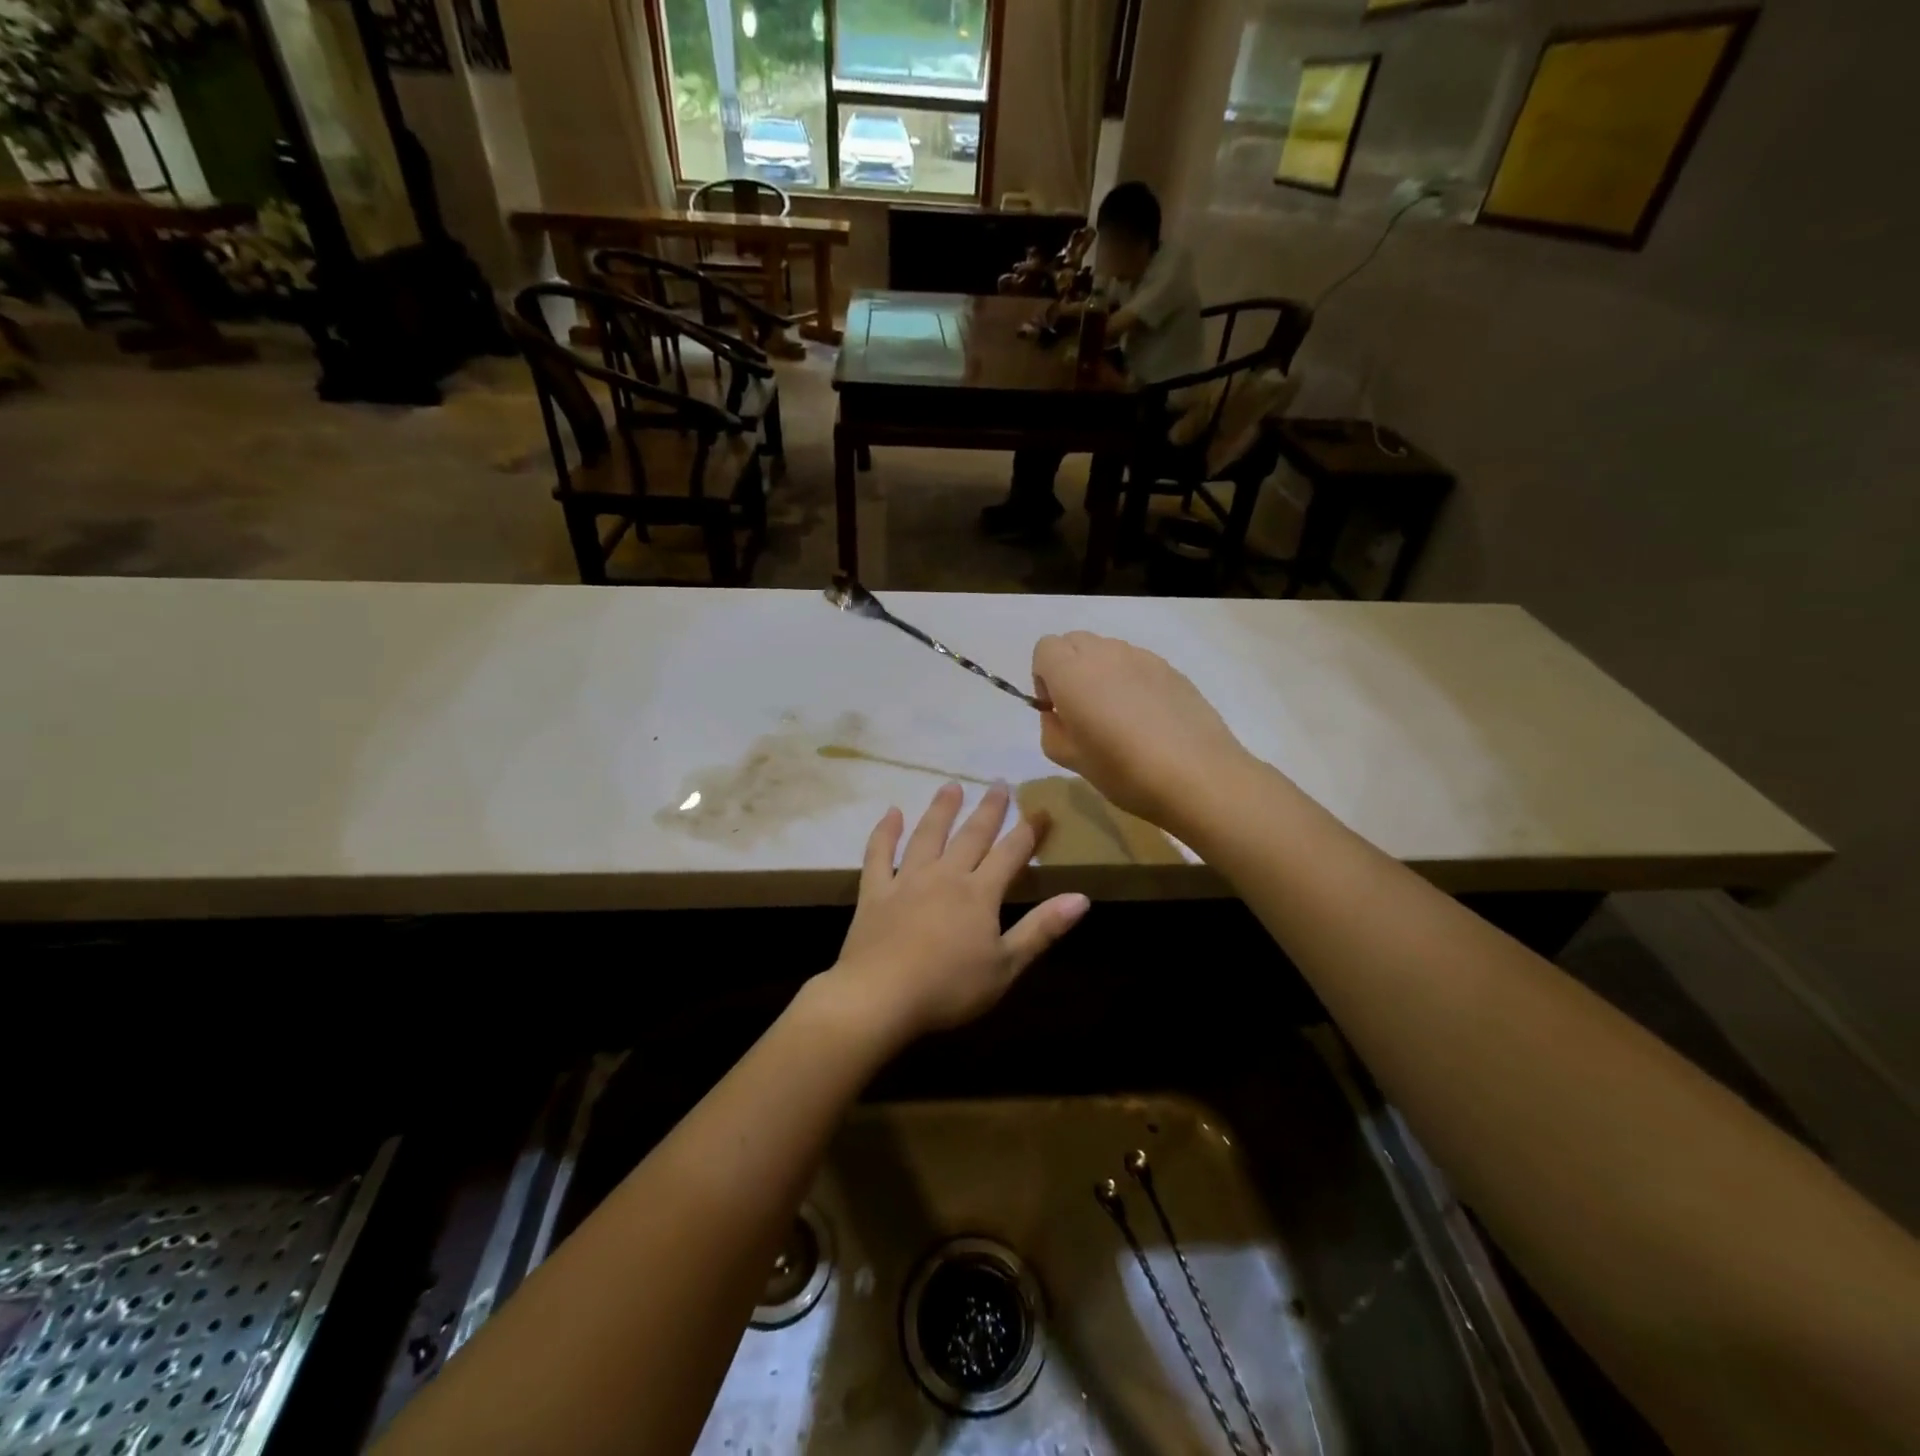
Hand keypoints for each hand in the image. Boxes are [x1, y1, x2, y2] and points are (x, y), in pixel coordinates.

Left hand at [826, 783, 1089, 1043]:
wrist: (881, 997)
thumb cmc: (949, 988)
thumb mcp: (1006, 966)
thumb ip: (1042, 929)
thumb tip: (1081, 898)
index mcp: (979, 893)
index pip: (1011, 853)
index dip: (1028, 831)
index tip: (1041, 810)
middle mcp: (945, 875)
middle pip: (971, 835)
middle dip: (989, 809)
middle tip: (999, 783)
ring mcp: (906, 880)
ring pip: (927, 835)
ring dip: (941, 809)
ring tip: (951, 785)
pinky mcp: (875, 892)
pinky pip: (879, 854)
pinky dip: (885, 832)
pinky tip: (891, 813)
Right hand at [1032, 631, 1257, 831]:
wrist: (1198, 775)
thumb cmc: (1124, 770)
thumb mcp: (1070, 759)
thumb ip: (1052, 729)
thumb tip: (1058, 714)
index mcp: (1073, 672)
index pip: (1045, 648)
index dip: (1043, 676)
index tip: (1056, 708)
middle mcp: (1106, 653)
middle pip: (1075, 642)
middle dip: (1069, 668)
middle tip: (1082, 710)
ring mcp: (1142, 657)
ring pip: (1108, 651)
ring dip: (1101, 673)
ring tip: (1118, 716)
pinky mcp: (1171, 669)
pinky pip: (1137, 664)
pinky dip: (1131, 681)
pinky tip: (1147, 719)